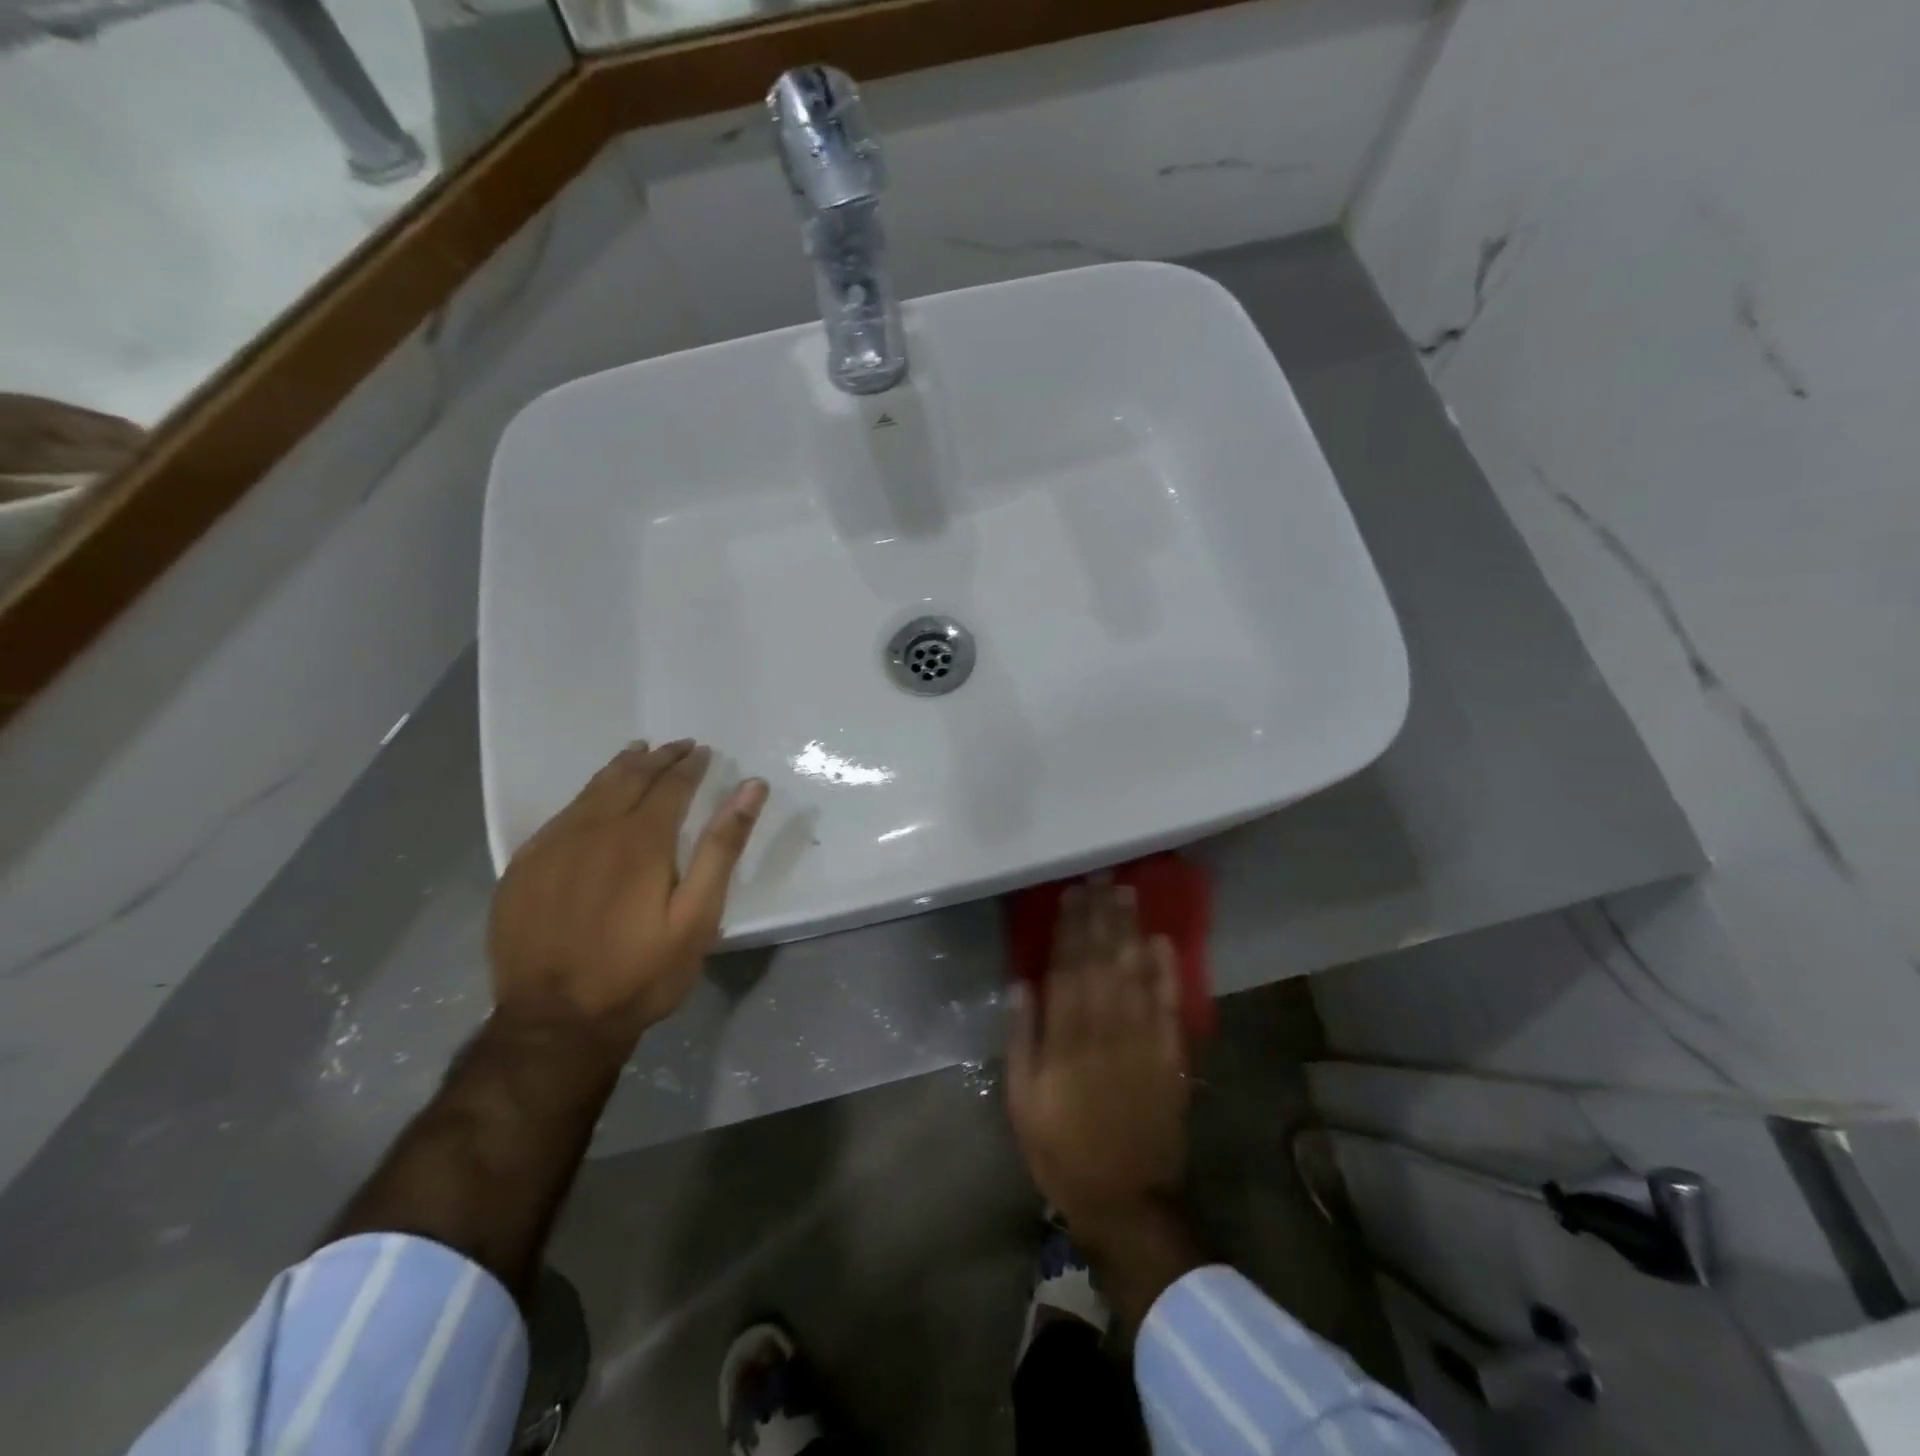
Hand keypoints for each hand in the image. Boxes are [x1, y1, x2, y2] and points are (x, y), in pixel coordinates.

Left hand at [488, 740, 767, 1052]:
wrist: (555, 1023)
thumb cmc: (640, 973)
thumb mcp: (697, 917)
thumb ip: (722, 848)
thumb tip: (750, 787)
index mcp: (640, 840)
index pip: (670, 785)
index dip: (690, 766)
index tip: (703, 752)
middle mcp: (592, 830)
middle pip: (629, 777)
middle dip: (658, 758)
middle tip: (678, 747)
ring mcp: (551, 847)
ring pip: (591, 791)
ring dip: (620, 768)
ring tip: (638, 753)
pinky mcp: (522, 869)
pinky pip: (560, 816)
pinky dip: (584, 797)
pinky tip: (591, 800)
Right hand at [1006, 881, 1189, 1240]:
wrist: (1125, 1200)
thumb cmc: (1061, 1149)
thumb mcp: (1022, 1101)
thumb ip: (1022, 1040)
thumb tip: (1021, 984)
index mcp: (1067, 1043)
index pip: (1067, 971)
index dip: (1069, 929)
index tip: (1070, 894)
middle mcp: (1106, 1033)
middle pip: (1103, 963)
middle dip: (1101, 918)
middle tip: (1102, 878)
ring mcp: (1143, 1044)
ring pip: (1135, 976)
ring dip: (1130, 932)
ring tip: (1127, 895)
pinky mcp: (1170, 1059)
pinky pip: (1169, 1008)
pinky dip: (1166, 973)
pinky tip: (1162, 942)